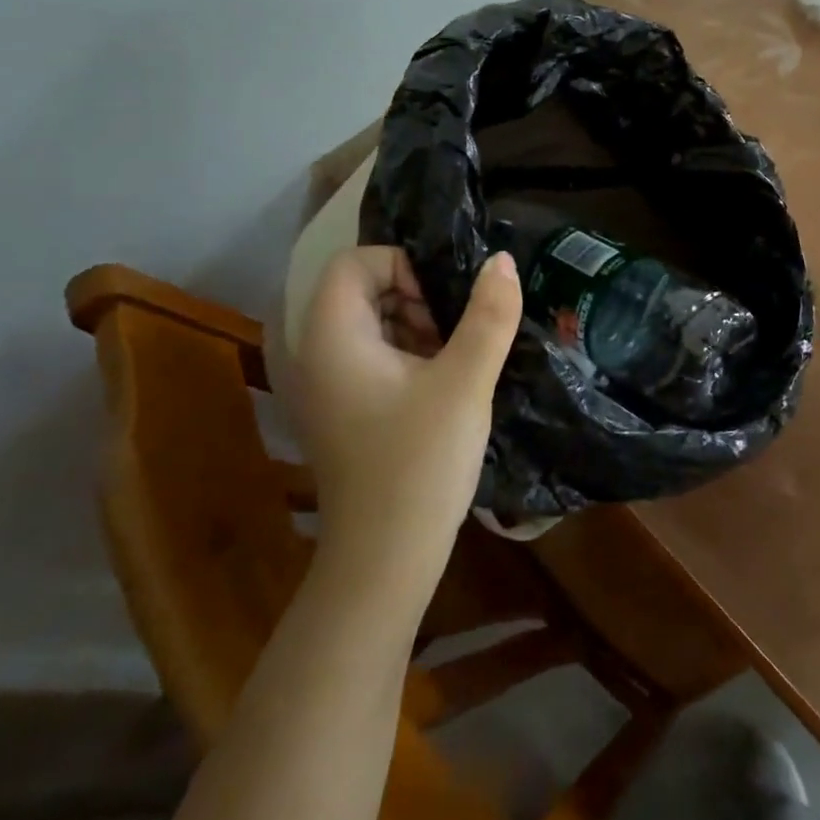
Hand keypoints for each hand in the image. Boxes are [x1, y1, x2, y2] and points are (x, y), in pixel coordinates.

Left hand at [293, 247, 521, 569]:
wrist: (386, 560)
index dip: (403, 267)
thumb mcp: (465, 382)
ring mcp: (328, 385)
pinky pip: (373, 356)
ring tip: (454, 362)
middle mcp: (318, 353)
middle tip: (453, 334)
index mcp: (333, 337)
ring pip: (372, 323)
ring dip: (417, 327)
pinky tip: (442, 387)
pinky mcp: (344, 409)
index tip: (441, 305)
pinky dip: (408, 355)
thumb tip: (501, 260)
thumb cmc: (420, 463)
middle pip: (362, 289)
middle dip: (415, 298)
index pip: (355, 262)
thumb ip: (489, 315)